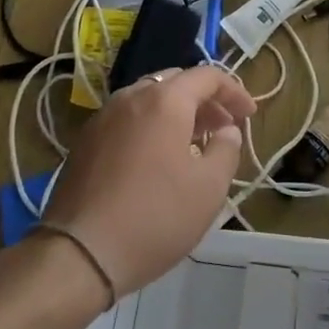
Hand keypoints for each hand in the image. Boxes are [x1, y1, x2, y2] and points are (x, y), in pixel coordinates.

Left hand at [41, 66, 254, 299]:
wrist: (79, 253)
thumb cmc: (155, 216)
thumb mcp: (208, 188)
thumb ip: (226, 149)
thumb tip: (226, 130)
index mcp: (165, 101)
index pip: (207, 76)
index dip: (234, 91)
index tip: (250, 114)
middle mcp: (132, 97)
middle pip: (176, 82)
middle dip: (205, 100)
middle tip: (223, 127)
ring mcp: (103, 117)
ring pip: (149, 99)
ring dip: (177, 113)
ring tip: (193, 144)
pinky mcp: (85, 141)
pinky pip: (128, 119)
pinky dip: (151, 126)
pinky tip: (158, 160)